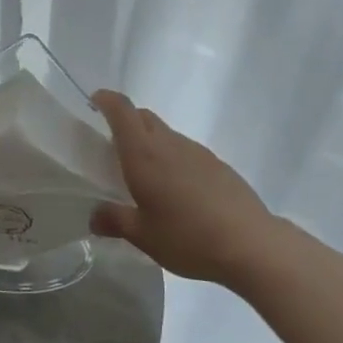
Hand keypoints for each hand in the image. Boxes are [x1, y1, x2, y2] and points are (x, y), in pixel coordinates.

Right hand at [89, 91, 275, 285]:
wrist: (249, 243)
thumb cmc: (187, 237)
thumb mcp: (144, 236)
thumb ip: (115, 221)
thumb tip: (93, 216)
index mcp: (144, 153)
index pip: (122, 110)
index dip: (106, 100)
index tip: (94, 102)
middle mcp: (168, 143)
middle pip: (143, 116)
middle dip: (126, 121)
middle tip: (114, 146)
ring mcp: (195, 150)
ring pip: (165, 133)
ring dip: (151, 142)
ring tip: (147, 175)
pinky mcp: (216, 163)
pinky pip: (185, 150)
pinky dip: (173, 158)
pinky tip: (178, 190)